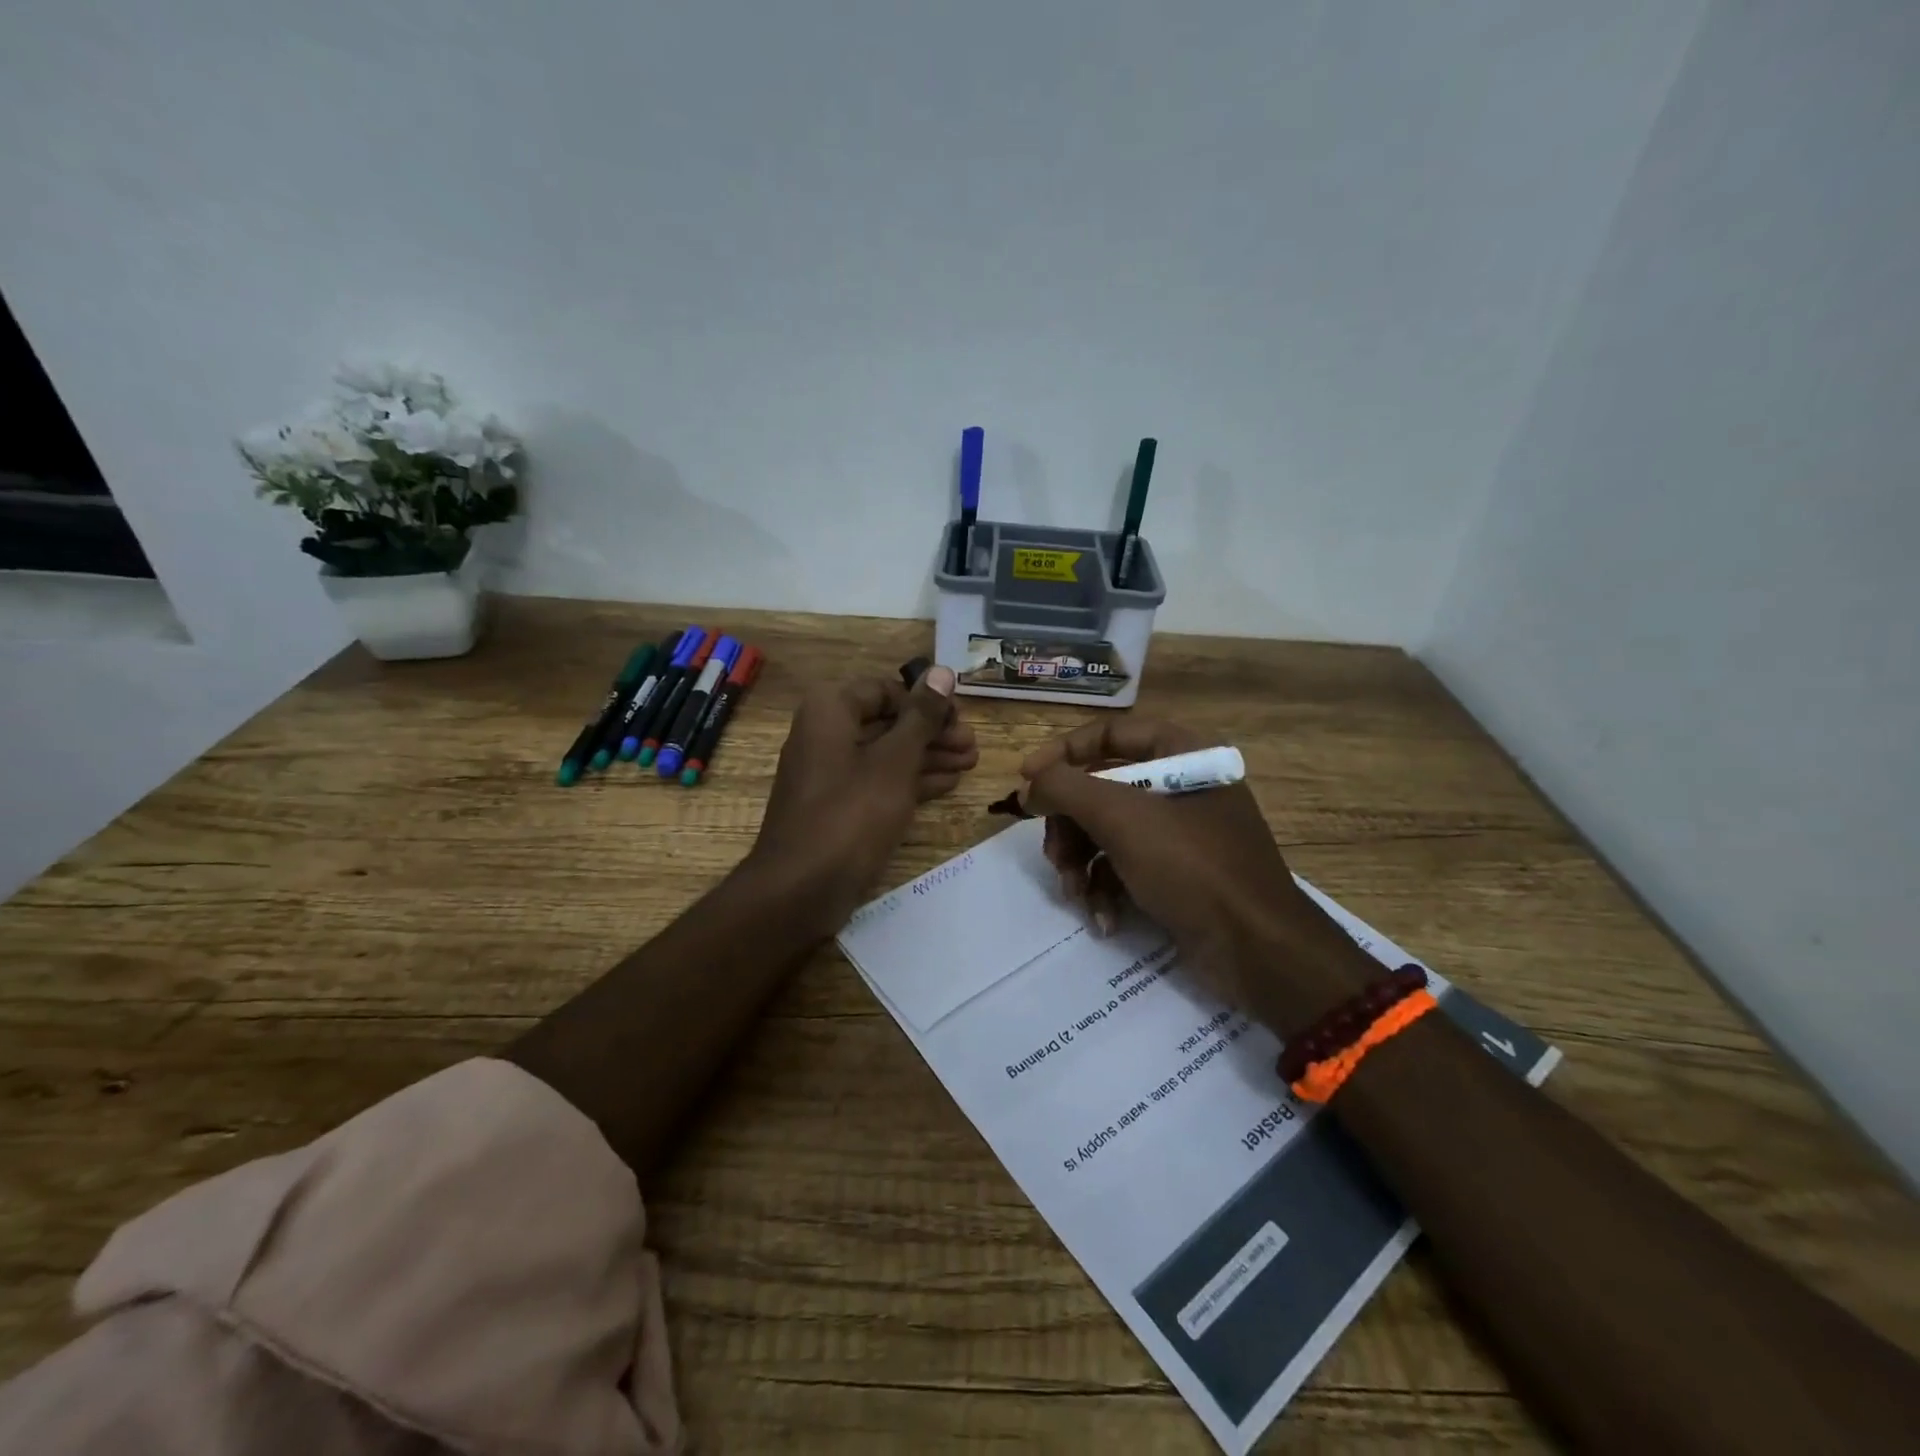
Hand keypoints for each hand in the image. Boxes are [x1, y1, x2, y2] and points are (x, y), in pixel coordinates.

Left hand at [747, 665, 977, 932]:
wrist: (801, 889)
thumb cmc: (851, 814)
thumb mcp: (894, 760)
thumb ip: (921, 716)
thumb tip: (943, 671)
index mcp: (830, 711)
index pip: (884, 689)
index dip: (924, 701)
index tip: (960, 717)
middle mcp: (825, 734)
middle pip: (887, 722)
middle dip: (932, 732)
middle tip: (973, 744)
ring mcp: (830, 773)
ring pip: (886, 754)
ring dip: (928, 756)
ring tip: (972, 762)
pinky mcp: (838, 807)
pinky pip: (878, 782)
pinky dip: (910, 781)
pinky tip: (948, 782)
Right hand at [1020, 719, 1372, 1034]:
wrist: (1257, 951)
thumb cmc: (1192, 866)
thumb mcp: (1122, 818)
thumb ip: (1065, 789)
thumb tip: (1028, 786)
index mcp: (1184, 754)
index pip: (1110, 734)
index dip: (1063, 753)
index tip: (1027, 781)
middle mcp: (1182, 786)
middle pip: (1102, 789)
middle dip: (1070, 826)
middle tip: (1053, 855)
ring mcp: (1181, 834)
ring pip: (1107, 832)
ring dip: (1081, 863)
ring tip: (1075, 894)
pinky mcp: (1178, 875)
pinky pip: (1125, 866)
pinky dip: (1106, 889)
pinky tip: (1102, 917)